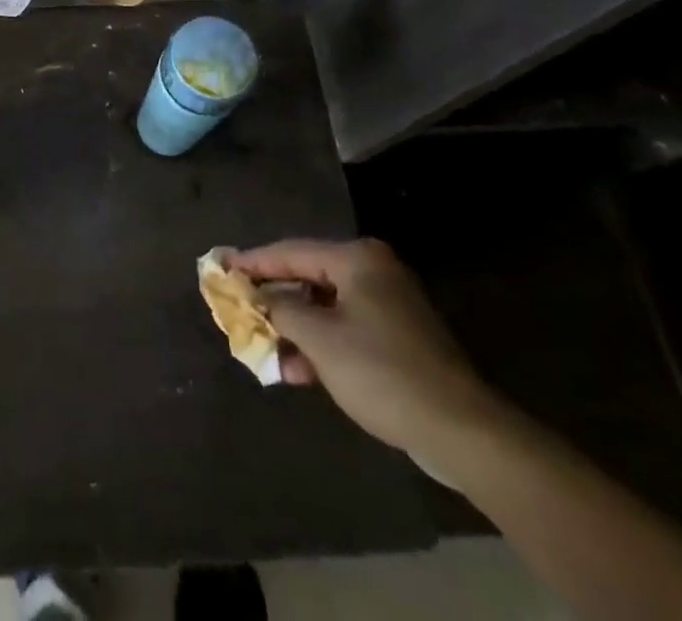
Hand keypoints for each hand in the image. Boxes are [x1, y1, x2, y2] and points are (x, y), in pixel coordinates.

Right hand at [228, 238, 507, 461]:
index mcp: (357, 259)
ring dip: (295, 328)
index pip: (291, 251)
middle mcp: (374, 271)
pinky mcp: (399, 337)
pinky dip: (320, 344)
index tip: (220, 267)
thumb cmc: (381, 371)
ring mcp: (389, 304)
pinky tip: (299, 371)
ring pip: (325, 307)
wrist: (461, 431)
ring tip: (264, 348)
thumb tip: (255, 296)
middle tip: (239, 306)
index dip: (253, 262)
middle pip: (308, 277)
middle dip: (273, 299)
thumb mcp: (319, 339)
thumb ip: (280, 309)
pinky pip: (345, 328)